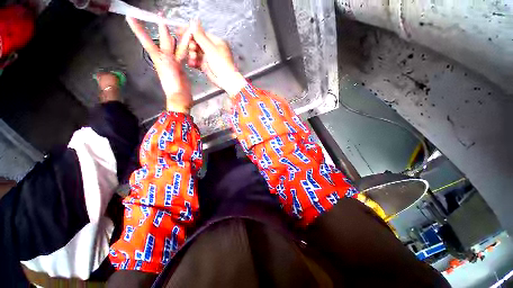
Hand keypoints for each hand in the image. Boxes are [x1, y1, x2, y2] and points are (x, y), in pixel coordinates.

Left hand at [126, 17, 192, 113]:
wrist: (179, 96)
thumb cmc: (172, 85)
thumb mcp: (168, 70)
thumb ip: (169, 60)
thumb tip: (166, 52)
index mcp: (157, 56)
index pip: (145, 39)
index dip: (138, 29)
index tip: (130, 19)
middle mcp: (162, 54)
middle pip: (160, 36)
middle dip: (158, 24)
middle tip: (158, 12)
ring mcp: (171, 57)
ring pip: (173, 41)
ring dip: (174, 31)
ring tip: (173, 19)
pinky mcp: (179, 61)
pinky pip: (182, 48)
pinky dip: (186, 41)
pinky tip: (188, 34)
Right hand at [185, 21, 246, 96]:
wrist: (225, 80)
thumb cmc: (221, 63)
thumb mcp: (209, 48)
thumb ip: (200, 36)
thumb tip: (194, 22)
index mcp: (215, 41)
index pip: (200, 34)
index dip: (190, 32)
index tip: (180, 30)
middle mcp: (211, 47)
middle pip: (196, 43)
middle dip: (191, 46)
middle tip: (192, 50)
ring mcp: (208, 56)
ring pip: (195, 52)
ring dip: (192, 55)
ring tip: (193, 59)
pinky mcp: (205, 64)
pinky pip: (195, 60)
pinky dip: (193, 62)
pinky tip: (193, 64)